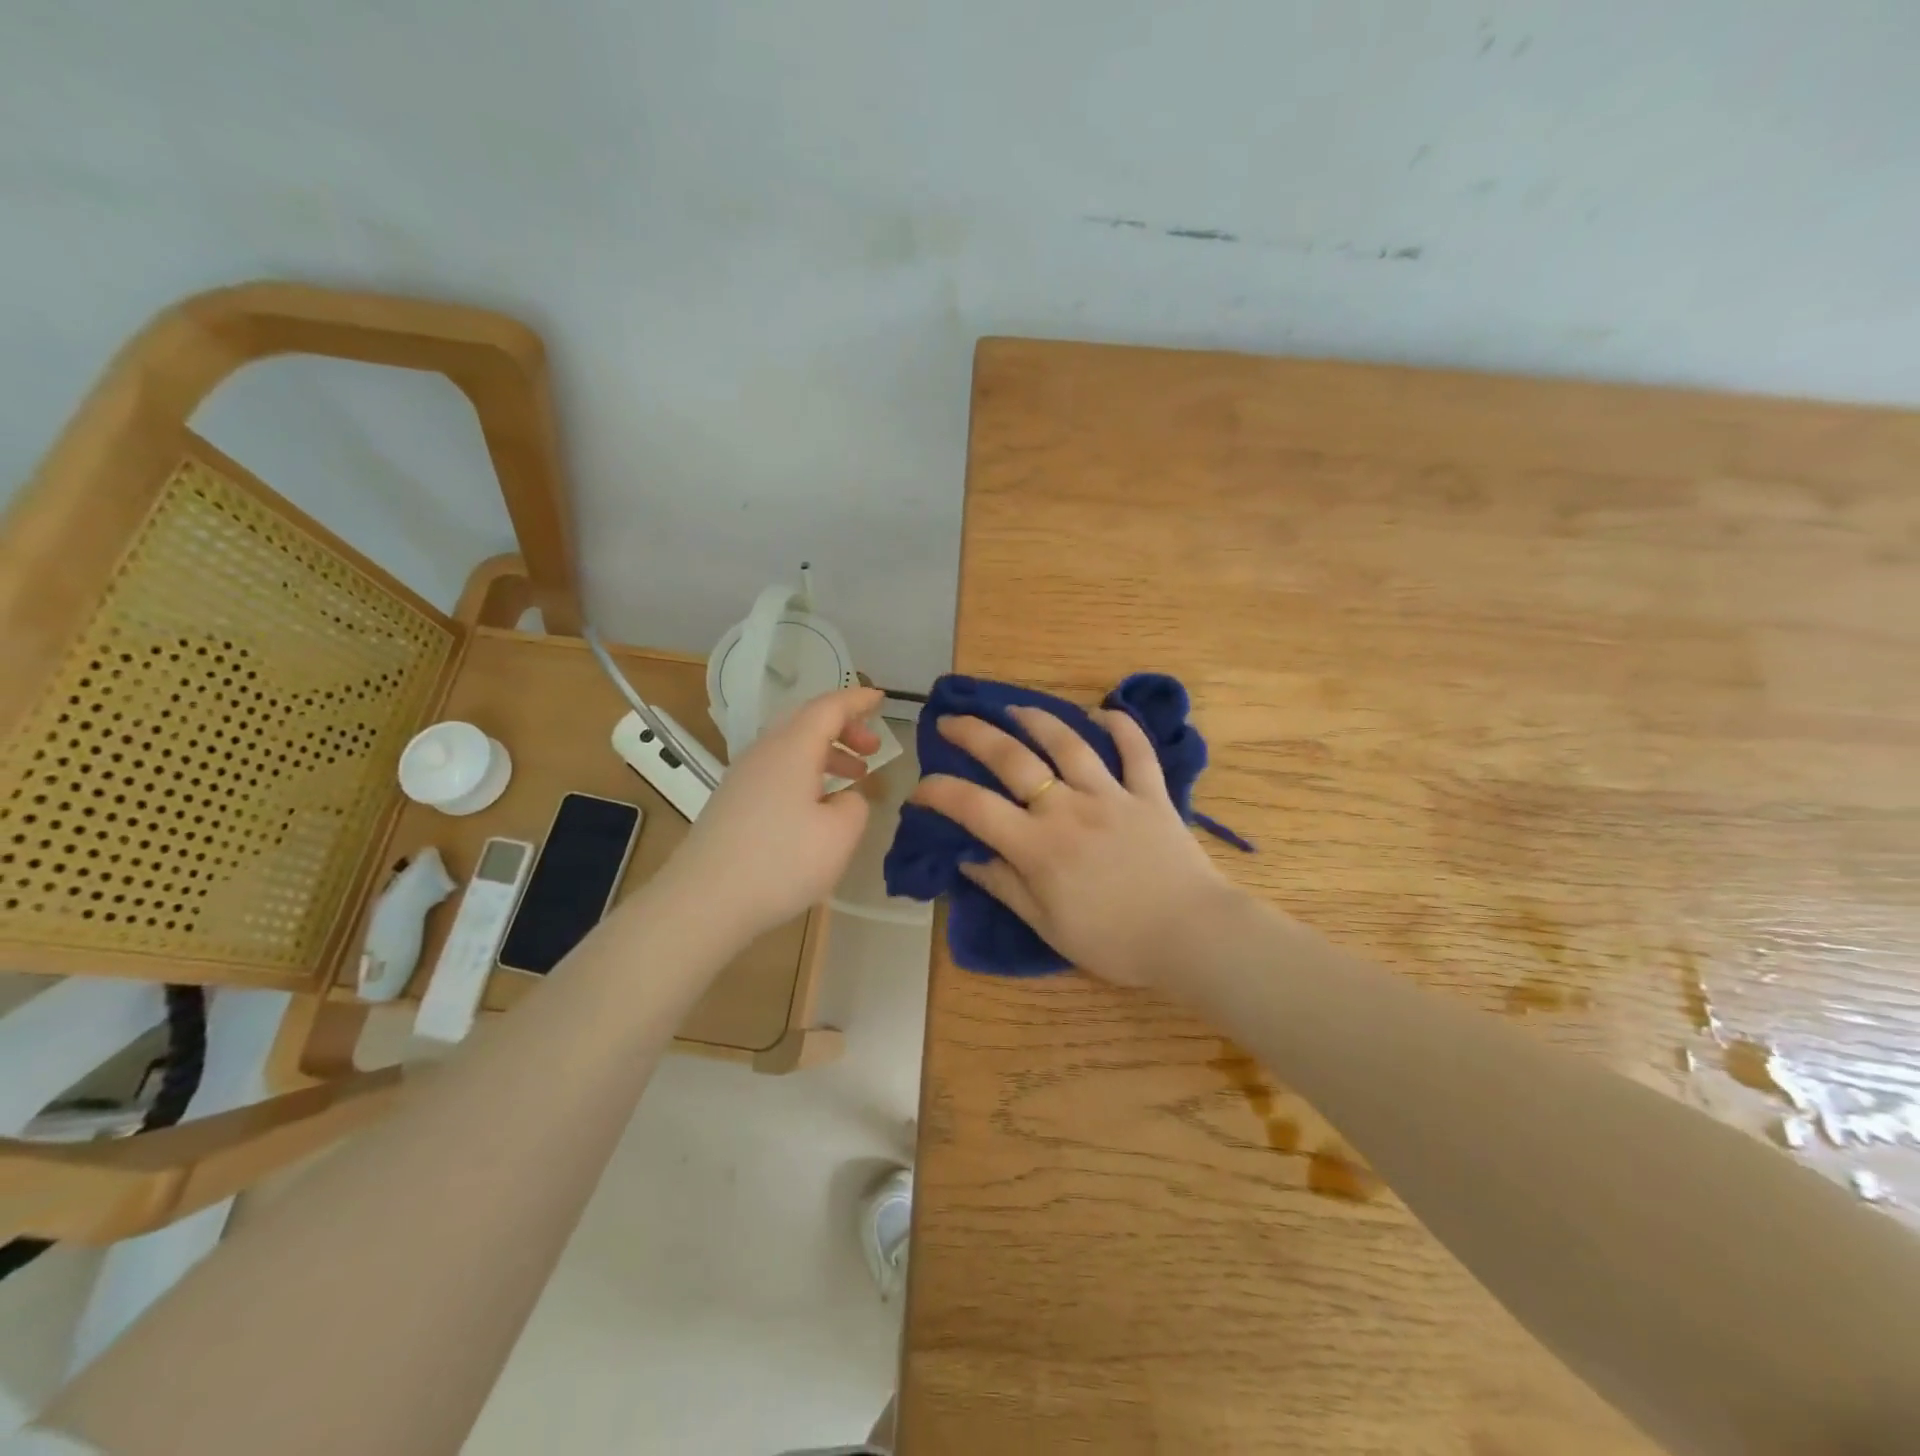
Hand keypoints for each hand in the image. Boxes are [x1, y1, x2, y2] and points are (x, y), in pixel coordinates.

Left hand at [663, 685, 883, 939]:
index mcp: (793, 748)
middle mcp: (764, 753)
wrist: (704, 901)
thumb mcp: (840, 835)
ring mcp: (742, 777)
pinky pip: (777, 770)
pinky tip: (816, 805)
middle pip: (806, 722)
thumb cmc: (781, 862)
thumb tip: (844, 799)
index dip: (857, 700)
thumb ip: (855, 806)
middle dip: (844, 728)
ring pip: (791, 748)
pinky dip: (806, 773)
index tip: (881, 699)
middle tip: (872, 749)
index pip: (829, 708)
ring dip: (826, 753)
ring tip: (854, 777)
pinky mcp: (732, 802)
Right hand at [909, 704, 1240, 987]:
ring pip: (1069, 743)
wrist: (1190, 936)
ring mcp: (1112, 795)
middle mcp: (1068, 808)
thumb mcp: (1048, 926)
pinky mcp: (1150, 793)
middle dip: (975, 735)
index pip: (974, 808)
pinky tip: (1103, 712)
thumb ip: (1006, 887)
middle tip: (951, 720)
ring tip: (1015, 708)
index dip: (940, 793)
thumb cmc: (1114, 941)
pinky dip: (1121, 726)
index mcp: (1038, 846)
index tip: (920, 788)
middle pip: (1013, 759)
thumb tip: (968, 860)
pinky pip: (1136, 750)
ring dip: (1037, 719)